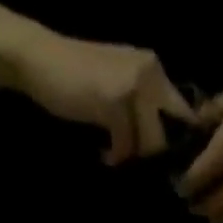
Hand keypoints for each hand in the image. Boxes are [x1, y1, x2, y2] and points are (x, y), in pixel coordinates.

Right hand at [15, 31, 194, 164]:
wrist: (39, 59)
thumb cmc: (77, 79)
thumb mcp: (120, 88)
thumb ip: (145, 109)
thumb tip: (168, 148)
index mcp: (154, 69)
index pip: (183, 114)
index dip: (179, 144)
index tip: (165, 163)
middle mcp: (149, 73)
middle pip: (170, 134)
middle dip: (155, 156)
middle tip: (135, 162)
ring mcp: (133, 85)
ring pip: (151, 143)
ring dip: (133, 156)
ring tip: (115, 154)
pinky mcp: (114, 101)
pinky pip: (126, 145)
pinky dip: (115, 155)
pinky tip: (104, 153)